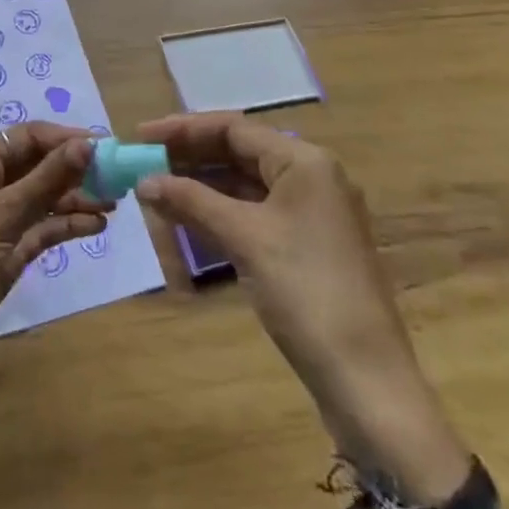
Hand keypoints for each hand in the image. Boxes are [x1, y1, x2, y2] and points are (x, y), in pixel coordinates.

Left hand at [0, 123, 105, 425]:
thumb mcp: (5, 211)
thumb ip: (48, 177)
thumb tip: (87, 143)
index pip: (26, 138)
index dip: (64, 138)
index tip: (103, 146)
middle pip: (37, 166)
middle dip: (74, 169)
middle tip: (115, 176)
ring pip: (43, 198)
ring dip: (76, 197)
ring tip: (113, 202)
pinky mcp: (8, 251)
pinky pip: (42, 227)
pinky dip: (67, 223)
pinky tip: (95, 225)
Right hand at [133, 112, 470, 503]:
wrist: (366, 379)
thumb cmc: (306, 291)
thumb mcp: (245, 238)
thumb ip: (192, 201)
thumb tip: (145, 180)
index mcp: (305, 161)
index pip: (234, 128)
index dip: (184, 129)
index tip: (142, 136)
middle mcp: (311, 177)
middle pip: (240, 153)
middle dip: (190, 158)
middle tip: (144, 163)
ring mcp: (311, 214)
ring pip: (245, 186)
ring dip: (202, 187)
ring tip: (157, 190)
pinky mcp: (307, 246)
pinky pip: (255, 214)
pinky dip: (221, 214)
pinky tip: (188, 220)